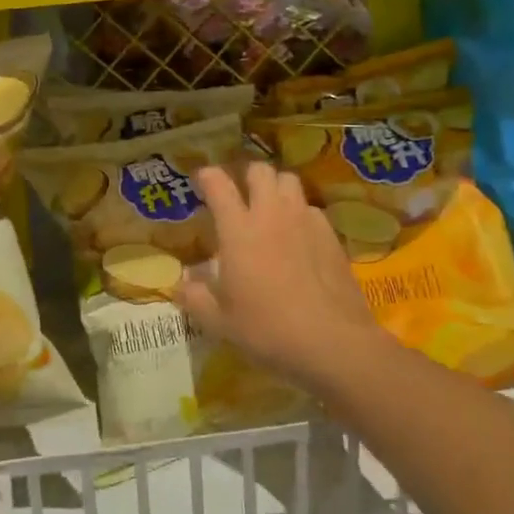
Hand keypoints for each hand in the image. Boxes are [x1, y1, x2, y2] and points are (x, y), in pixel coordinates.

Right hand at [176, 163, 382, 399]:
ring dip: (276, 188)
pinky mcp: (331, 235)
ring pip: (290, 181)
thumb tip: (182, 283)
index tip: (202, 180)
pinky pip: (311, 208)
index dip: (207, 176)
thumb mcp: (219, 322)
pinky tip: (298, 237)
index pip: (219, 185)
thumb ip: (195, 297)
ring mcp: (305, 221)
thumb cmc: (267, 329)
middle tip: (241, 195)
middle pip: (260, 171)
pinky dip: (300, 213)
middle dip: (247, 176)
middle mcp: (271, 214)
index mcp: (238, 230)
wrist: (332, 342)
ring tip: (271, 209)